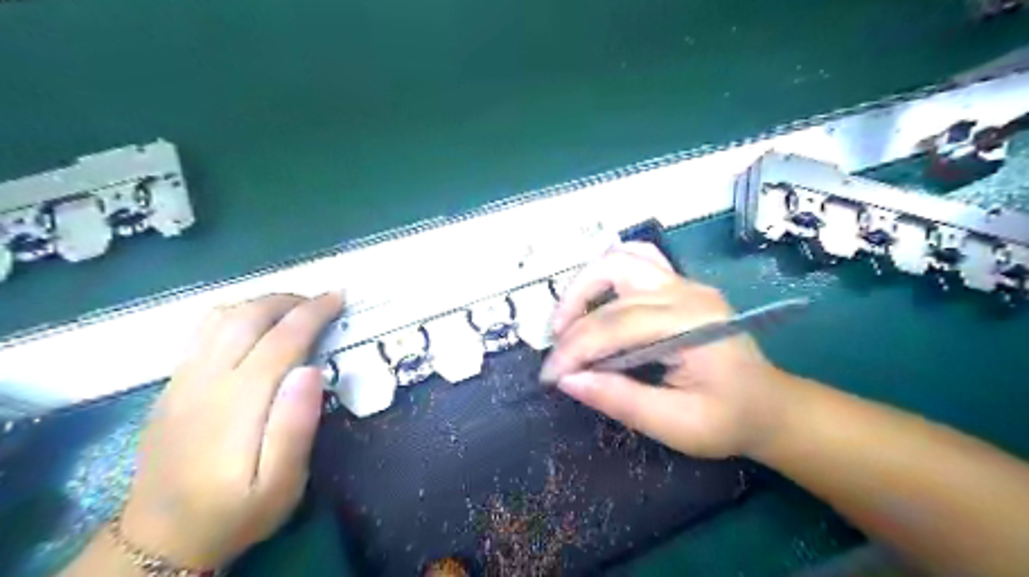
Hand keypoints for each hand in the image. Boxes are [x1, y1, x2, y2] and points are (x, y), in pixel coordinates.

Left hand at [120, 294, 344, 568]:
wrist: (161, 539)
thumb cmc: (237, 511)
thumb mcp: (282, 483)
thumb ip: (296, 426)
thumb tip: (311, 370)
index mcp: (240, 402)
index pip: (281, 339)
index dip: (313, 313)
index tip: (339, 298)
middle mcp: (207, 381)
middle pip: (247, 318)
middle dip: (288, 300)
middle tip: (321, 302)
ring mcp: (182, 381)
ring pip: (220, 319)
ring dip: (260, 303)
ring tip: (291, 309)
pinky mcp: (171, 386)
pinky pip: (201, 333)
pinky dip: (234, 316)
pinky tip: (252, 327)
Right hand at [546, 244, 794, 460]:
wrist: (770, 405)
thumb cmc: (728, 420)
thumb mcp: (675, 425)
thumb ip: (620, 400)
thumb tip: (568, 380)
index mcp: (691, 325)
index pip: (615, 325)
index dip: (574, 350)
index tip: (549, 377)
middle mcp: (687, 291)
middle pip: (612, 278)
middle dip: (572, 313)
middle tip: (557, 348)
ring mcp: (684, 282)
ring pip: (619, 258)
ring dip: (584, 285)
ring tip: (568, 322)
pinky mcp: (679, 284)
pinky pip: (635, 260)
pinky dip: (606, 274)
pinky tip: (594, 299)